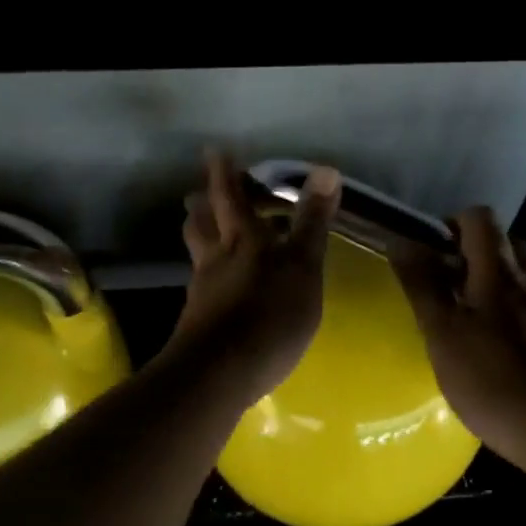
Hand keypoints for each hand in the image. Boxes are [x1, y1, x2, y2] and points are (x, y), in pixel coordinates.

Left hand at [162, 151, 341, 407]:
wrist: (219, 374)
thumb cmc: (269, 315)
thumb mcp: (302, 266)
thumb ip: (312, 221)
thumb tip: (326, 169)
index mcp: (243, 239)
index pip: (230, 196)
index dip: (223, 173)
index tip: (213, 151)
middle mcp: (216, 258)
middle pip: (202, 223)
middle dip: (203, 204)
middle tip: (200, 193)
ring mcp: (204, 291)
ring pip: (199, 253)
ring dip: (202, 237)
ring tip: (208, 233)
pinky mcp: (199, 321)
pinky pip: (204, 286)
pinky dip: (211, 276)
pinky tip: (222, 288)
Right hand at [390, 207, 525, 476]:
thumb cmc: (495, 383)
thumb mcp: (443, 336)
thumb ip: (422, 286)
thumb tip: (401, 239)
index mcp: (499, 275)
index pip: (482, 221)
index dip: (457, 224)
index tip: (437, 251)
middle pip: (515, 244)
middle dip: (485, 252)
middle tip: (458, 284)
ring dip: (519, 280)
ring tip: (496, 310)